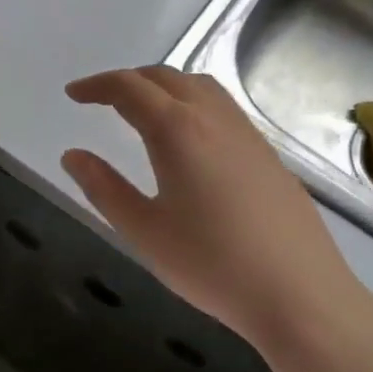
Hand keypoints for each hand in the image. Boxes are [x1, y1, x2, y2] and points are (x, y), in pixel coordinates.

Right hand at [61, 66, 372, 371]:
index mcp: (177, 130)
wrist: (298, 293)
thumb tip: (73, 156)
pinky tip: (189, 140)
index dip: (97, 85)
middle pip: (166, 77)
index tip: (73, 95)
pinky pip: (223, 108)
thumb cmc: (211, 264)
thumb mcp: (144, 231)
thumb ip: (104, 188)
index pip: (129, 88)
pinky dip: (192, 103)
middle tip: (101, 100)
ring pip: (200, 87)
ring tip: (142, 111)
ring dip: (164, 87)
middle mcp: (214, 119)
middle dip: (128, 81)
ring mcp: (247, 134)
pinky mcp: (268, 154)